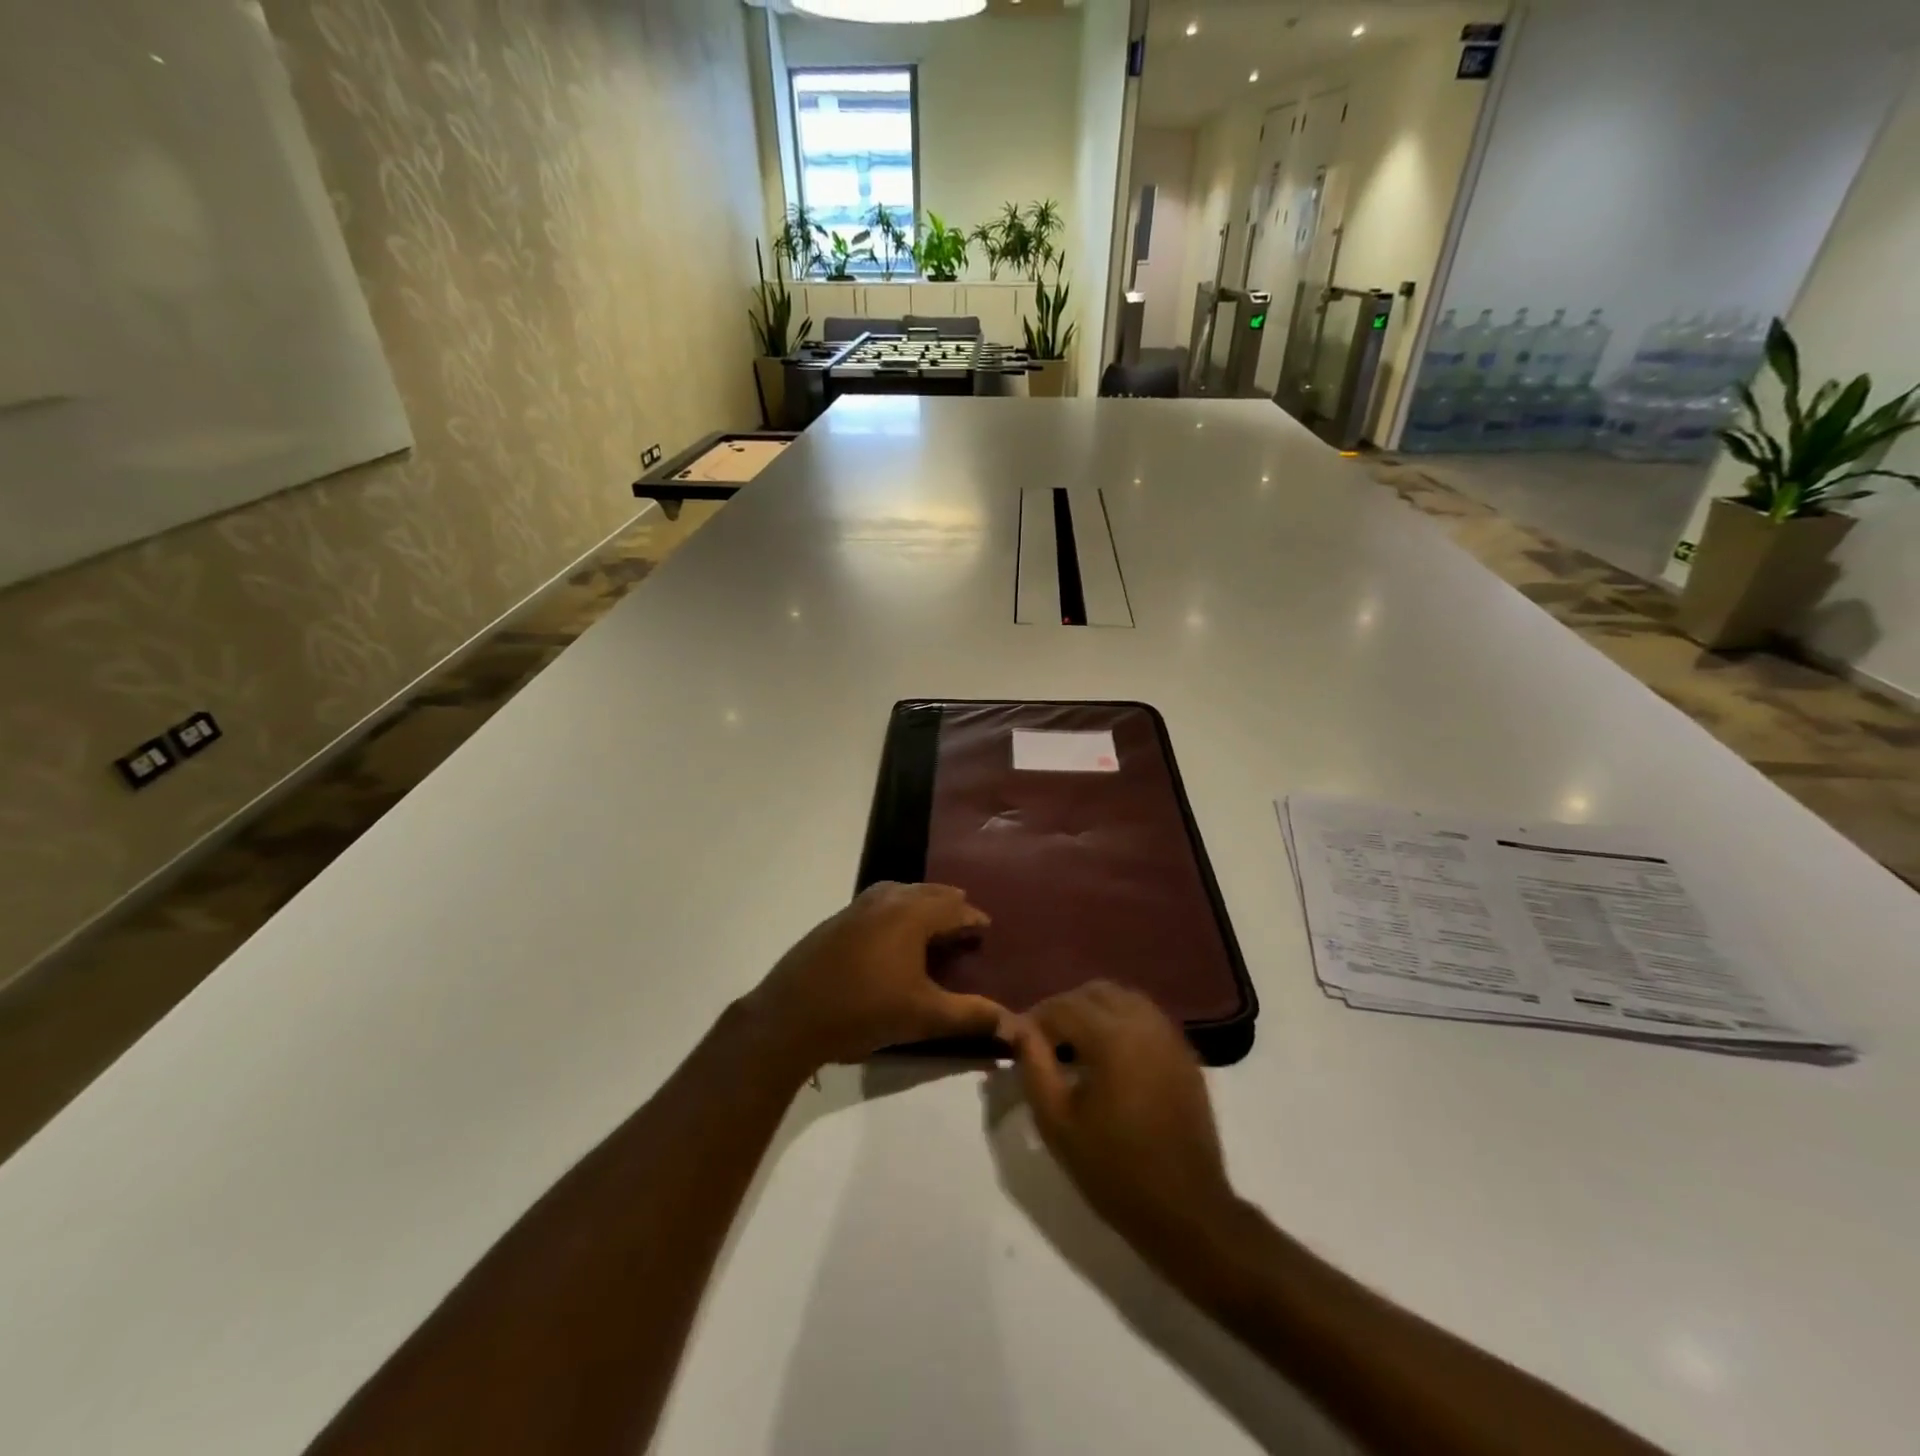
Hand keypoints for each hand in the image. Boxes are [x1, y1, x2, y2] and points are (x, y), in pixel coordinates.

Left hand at [742, 882, 1006, 1071]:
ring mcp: (855, 908)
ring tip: (931, 921)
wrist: (790, 1017)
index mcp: (911, 915)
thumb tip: (1015, 1026)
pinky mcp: (834, 922)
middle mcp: (885, 901)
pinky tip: (890, 935)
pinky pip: (876, 904)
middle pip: (926, 893)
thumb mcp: (924, 1017)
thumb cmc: (864, 1011)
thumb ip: (971, 1017)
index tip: (985, 928)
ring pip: (898, 893)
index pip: (953, 907)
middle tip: (964, 922)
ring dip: (920, 903)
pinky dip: (895, 910)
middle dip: (949, 904)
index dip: (973, 918)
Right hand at [1005, 982, 1239, 1257]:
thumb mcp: (1057, 1122)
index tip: (1017, 1041)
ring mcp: (1169, 1035)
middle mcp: (1143, 1022)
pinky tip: (1110, 1056)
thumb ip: (1033, 1065)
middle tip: (1046, 1042)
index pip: (1062, 1006)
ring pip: (1123, 998)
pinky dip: (1121, 1022)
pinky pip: (1146, 1017)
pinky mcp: (1185, 1052)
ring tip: (1076, 1047)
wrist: (1185, 1210)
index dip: (1034, 1020)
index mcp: (1111, 1035)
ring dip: (1094, 1011)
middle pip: (1094, 992)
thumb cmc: (1114, 1169)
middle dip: (1065, 1009)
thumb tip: (1017, 1027)